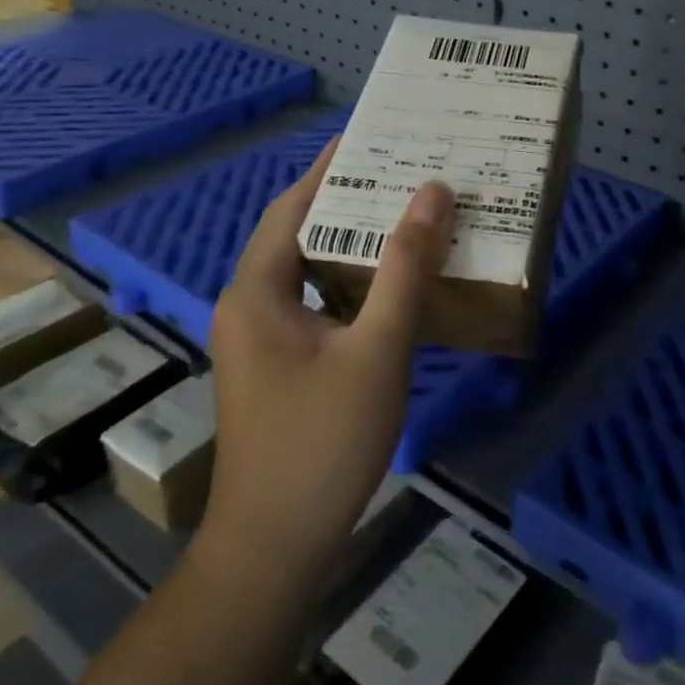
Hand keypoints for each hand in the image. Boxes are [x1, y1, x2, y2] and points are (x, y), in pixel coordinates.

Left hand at [197, 139, 454, 583]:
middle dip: (349, 202)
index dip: (329, 168)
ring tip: (407, 218)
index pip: (292, 207)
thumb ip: (405, 269)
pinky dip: (353, 283)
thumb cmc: (322, 442)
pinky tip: (395, 287)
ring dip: (353, 244)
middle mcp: (251, 307)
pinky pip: (318, 304)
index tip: (372, 136)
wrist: (276, 548)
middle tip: (404, 173)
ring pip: (311, 272)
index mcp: (258, 291)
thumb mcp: (376, 349)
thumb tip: (433, 193)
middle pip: (300, 235)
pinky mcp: (281, 368)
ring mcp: (263, 342)